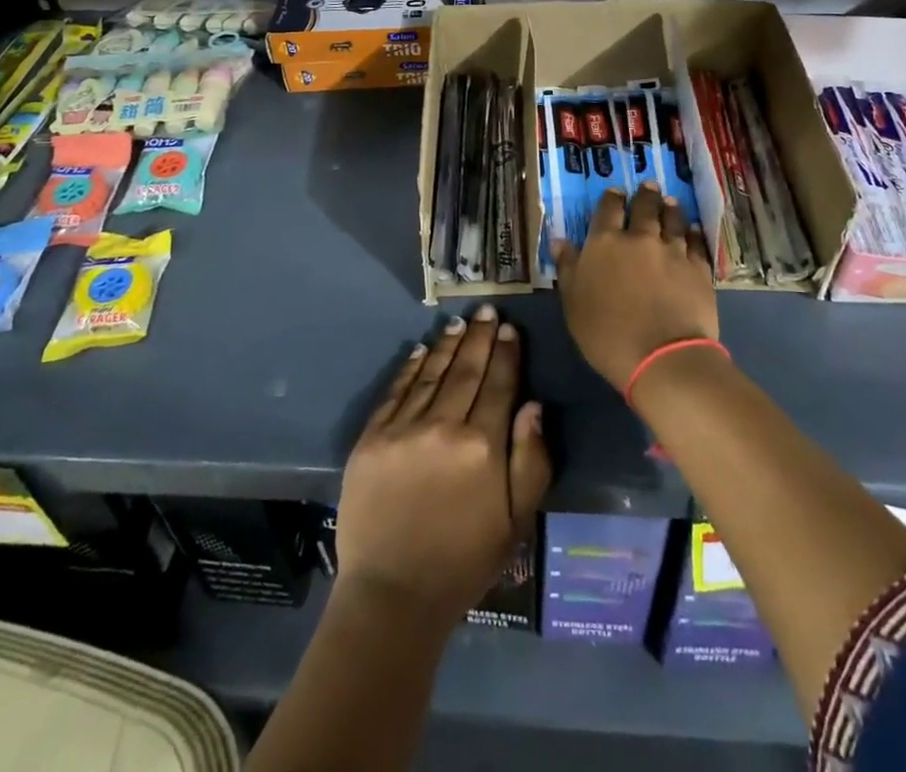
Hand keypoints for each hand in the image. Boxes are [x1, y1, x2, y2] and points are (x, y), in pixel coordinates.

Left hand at [335, 305, 551, 622]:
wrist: (392, 595)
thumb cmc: (464, 561)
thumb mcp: (516, 522)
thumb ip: (531, 461)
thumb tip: (534, 406)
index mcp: (483, 446)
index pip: (499, 385)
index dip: (506, 353)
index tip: (509, 328)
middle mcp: (444, 426)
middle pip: (466, 370)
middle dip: (480, 337)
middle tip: (487, 309)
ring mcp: (403, 429)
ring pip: (431, 373)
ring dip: (448, 345)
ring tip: (459, 322)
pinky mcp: (371, 438)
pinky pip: (396, 392)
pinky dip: (411, 367)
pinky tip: (422, 350)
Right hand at [554, 182, 716, 392]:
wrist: (662, 357)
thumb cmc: (607, 334)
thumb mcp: (573, 303)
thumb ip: (568, 268)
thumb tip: (560, 240)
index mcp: (605, 243)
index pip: (608, 210)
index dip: (612, 198)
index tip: (616, 191)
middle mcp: (640, 238)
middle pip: (644, 208)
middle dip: (646, 195)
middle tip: (649, 186)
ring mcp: (672, 251)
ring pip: (673, 220)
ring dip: (671, 209)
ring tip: (671, 201)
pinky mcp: (698, 269)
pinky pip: (696, 243)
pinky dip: (693, 233)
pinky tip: (693, 230)